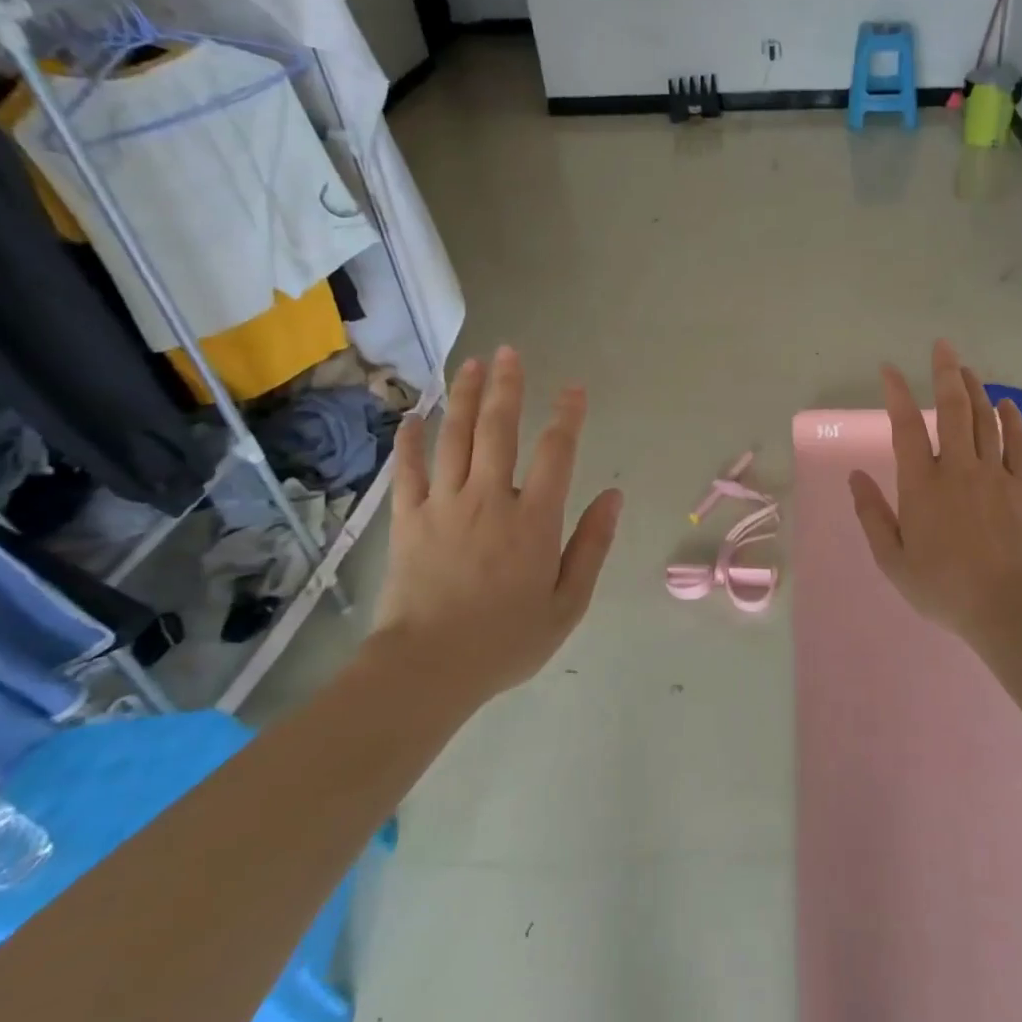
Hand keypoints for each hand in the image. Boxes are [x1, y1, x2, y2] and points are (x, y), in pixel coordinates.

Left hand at [372, 346, 621, 703]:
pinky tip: (414, 416)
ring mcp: (443, 505)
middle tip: (510, 352)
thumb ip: (592, 545)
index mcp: (534, 519)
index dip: (567, 416)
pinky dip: (410, 440)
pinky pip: (408, 470)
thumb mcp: (569, 602)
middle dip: (507, 387)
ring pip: (454, 438)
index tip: (574, 389)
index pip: (556, 453)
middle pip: (498, 429)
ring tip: (471, 364)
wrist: (428, 668)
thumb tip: (614, 497)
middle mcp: (489, 499)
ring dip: (463, 397)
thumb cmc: (507, 640)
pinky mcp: (408, 519)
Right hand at [849, 340, 1021, 645]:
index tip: (890, 370)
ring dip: (975, 389)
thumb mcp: (893, 560)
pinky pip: (1017, 443)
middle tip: (942, 346)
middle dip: (945, 373)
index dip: (897, 395)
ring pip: (984, 419)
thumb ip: (872, 515)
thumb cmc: (943, 587)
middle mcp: (958, 469)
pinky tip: (1007, 404)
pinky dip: (1012, 420)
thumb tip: (856, 476)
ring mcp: (993, 474)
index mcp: (922, 485)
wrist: (1007, 606)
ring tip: (966, 368)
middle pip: (952, 409)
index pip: (906, 427)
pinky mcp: (1020, 486)